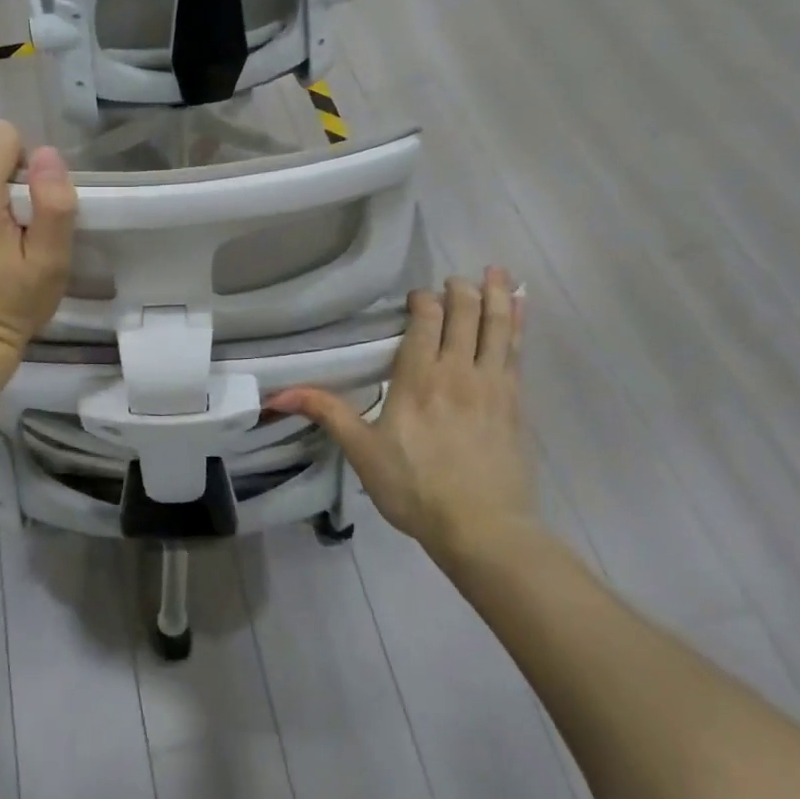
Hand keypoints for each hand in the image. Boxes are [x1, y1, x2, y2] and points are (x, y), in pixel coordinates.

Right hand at [269, 269, 531, 561]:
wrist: (484, 528)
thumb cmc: (415, 488)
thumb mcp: (363, 452)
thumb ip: (327, 413)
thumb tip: (279, 392)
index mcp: (419, 378)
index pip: (425, 320)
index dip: (422, 300)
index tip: (416, 297)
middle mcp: (458, 371)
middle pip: (463, 314)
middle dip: (458, 290)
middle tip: (454, 278)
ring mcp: (493, 385)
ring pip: (496, 326)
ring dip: (494, 295)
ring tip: (495, 269)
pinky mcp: (516, 402)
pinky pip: (517, 351)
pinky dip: (518, 324)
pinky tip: (520, 309)